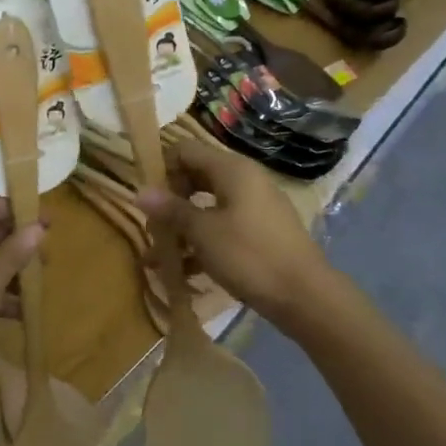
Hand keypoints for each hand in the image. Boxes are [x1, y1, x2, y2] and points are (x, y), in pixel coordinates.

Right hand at [137, 134, 330, 325]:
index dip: (163, 169)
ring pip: (209, 206)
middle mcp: (245, 180)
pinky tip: (185, 272)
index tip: (150, 200)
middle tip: (154, 229)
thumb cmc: (249, 256)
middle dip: (171, 202)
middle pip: (196, 177)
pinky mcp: (261, 232)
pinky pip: (225, 227)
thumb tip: (139, 192)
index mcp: (232, 170)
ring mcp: (256, 206)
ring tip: (161, 257)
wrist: (305, 295)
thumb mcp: (203, 233)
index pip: (185, 150)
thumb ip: (171, 210)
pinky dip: (204, 243)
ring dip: (184, 228)